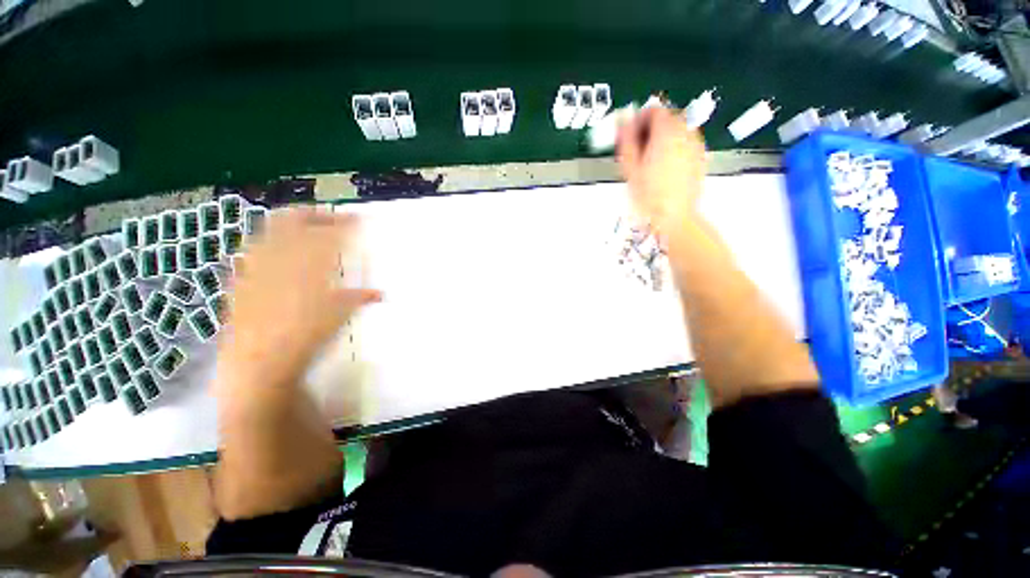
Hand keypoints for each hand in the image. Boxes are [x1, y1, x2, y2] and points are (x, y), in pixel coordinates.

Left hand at [220, 208, 381, 387]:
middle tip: (331, 219)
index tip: (359, 219)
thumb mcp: (339, 315)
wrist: (259, 363)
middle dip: (314, 214)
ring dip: (292, 226)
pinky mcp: (242, 279)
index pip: (330, 233)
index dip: (346, 223)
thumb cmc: (306, 337)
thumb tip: (379, 294)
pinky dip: (272, 246)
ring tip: (307, 232)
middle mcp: (280, 258)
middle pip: (293, 220)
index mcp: (309, 264)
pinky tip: (280, 256)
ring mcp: (257, 266)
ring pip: (271, 231)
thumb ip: (358, 297)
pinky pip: (256, 252)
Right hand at [616, 107, 706, 236]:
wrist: (675, 217)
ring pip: (677, 129)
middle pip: (667, 117)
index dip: (638, 120)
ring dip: (662, 137)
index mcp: (666, 133)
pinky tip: (663, 167)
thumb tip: (623, 118)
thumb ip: (627, 139)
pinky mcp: (700, 157)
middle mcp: (685, 133)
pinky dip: (673, 147)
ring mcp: (696, 145)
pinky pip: (685, 142)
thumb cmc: (649, 196)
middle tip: (637, 149)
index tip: (630, 136)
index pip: (654, 110)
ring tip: (649, 160)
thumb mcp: (630, 167)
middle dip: (650, 128)